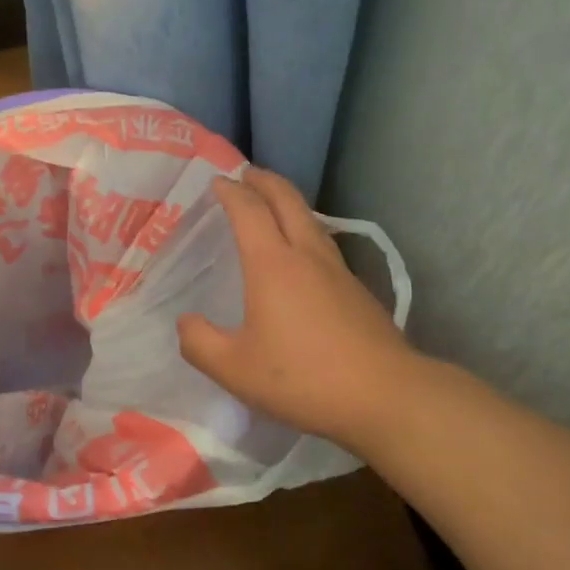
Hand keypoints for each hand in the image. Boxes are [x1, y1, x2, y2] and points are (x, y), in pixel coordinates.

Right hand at [177, 167, 419, 453]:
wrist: (383, 395)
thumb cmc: (302, 378)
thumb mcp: (234, 369)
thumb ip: (200, 343)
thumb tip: (186, 322)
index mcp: (272, 264)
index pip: (249, 211)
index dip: (231, 192)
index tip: (217, 181)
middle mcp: (306, 255)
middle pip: (287, 200)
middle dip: (264, 181)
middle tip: (246, 174)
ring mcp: (338, 270)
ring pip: (310, 219)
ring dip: (288, 202)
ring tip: (273, 204)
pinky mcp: (358, 289)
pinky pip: (325, 243)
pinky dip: (306, 230)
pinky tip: (304, 254)